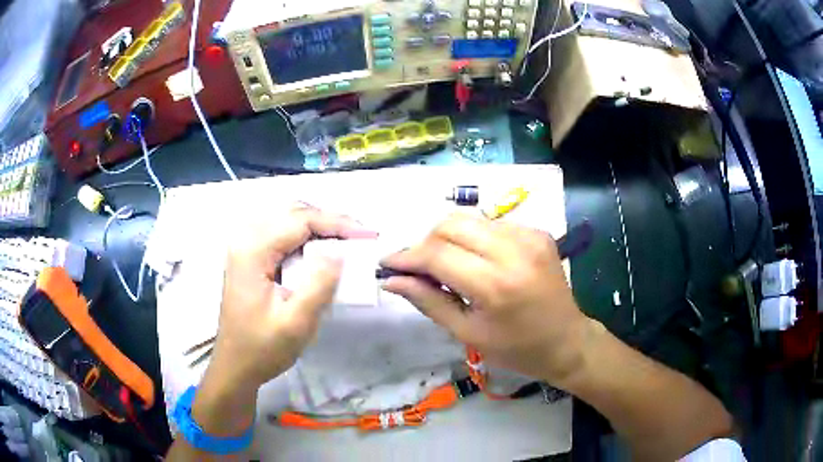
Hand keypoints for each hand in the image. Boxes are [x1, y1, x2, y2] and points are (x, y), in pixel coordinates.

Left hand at [208, 204, 377, 388]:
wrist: (236, 365)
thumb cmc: (263, 348)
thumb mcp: (296, 322)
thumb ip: (319, 284)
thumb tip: (340, 252)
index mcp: (252, 250)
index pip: (300, 220)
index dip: (337, 223)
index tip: (368, 236)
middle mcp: (246, 239)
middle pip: (293, 214)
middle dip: (330, 222)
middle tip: (360, 239)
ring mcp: (246, 247)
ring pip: (289, 221)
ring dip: (319, 228)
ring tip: (347, 243)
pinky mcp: (250, 257)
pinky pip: (283, 236)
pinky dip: (307, 239)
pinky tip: (323, 253)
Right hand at [381, 213, 588, 385]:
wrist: (567, 341)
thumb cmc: (517, 349)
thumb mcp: (468, 333)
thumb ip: (428, 301)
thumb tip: (392, 280)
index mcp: (496, 285)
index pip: (437, 254)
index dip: (407, 257)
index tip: (388, 265)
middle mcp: (514, 250)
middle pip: (451, 224)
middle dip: (425, 242)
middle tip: (418, 267)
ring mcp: (529, 236)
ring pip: (470, 219)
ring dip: (448, 238)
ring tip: (444, 264)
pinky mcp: (538, 231)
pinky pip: (491, 224)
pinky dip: (473, 238)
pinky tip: (475, 260)